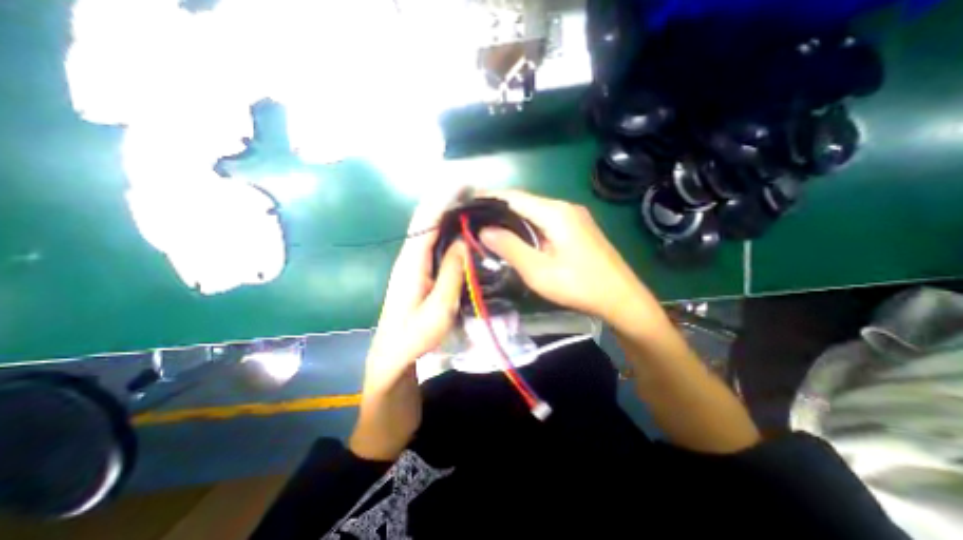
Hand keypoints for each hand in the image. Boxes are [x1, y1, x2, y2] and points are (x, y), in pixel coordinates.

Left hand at [351, 200, 466, 460]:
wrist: (392, 356)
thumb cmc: (414, 336)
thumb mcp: (439, 308)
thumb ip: (451, 273)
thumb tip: (463, 241)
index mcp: (411, 262)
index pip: (426, 222)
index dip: (443, 201)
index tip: (463, 185)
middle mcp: (409, 257)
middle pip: (427, 222)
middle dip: (447, 203)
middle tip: (474, 193)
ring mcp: (413, 265)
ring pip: (430, 233)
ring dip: (448, 217)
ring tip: (471, 206)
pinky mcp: (418, 273)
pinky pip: (433, 246)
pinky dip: (447, 234)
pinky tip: (462, 234)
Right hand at [478, 189, 666, 332]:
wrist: (622, 298)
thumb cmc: (579, 285)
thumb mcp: (538, 271)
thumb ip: (510, 247)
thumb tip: (484, 230)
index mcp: (555, 213)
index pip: (514, 197)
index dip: (489, 198)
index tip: (467, 204)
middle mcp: (564, 207)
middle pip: (524, 201)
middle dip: (498, 208)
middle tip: (475, 220)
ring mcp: (574, 216)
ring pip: (534, 210)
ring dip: (512, 217)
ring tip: (490, 227)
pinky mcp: (578, 227)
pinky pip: (545, 219)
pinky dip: (527, 224)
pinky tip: (517, 235)